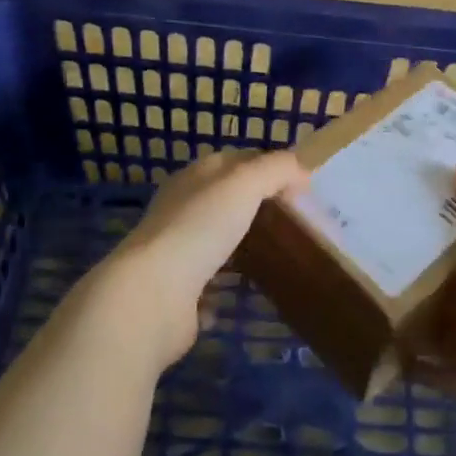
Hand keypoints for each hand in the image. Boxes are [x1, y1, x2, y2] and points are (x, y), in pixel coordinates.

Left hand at [95, 148, 305, 369]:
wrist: (152, 295)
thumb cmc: (199, 228)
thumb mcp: (244, 183)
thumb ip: (276, 169)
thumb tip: (303, 171)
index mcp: (194, 178)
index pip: (236, 159)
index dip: (268, 164)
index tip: (302, 183)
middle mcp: (181, 209)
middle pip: (225, 199)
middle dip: (256, 204)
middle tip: (296, 219)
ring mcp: (176, 252)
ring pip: (215, 240)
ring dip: (239, 244)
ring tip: (277, 254)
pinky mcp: (177, 293)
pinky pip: (205, 285)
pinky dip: (221, 288)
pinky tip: (242, 293)